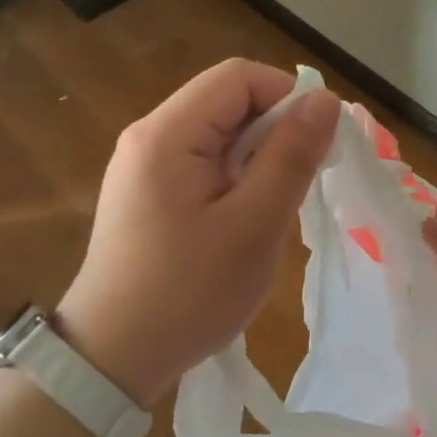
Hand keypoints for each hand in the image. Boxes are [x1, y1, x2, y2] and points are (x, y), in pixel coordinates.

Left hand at [57, 59, 339, 405]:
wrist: (112, 359)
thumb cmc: (187, 294)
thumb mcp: (253, 226)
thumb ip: (291, 157)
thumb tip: (325, 100)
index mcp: (167, 133)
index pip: (238, 77)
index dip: (286, 97)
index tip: (314, 146)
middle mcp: (149, 135)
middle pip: (227, 101)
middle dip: (273, 131)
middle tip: (297, 185)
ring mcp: (143, 163)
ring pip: (219, 132)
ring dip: (257, 158)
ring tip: (270, 209)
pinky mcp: (147, 190)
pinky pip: (203, 160)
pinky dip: (235, 177)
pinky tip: (243, 219)